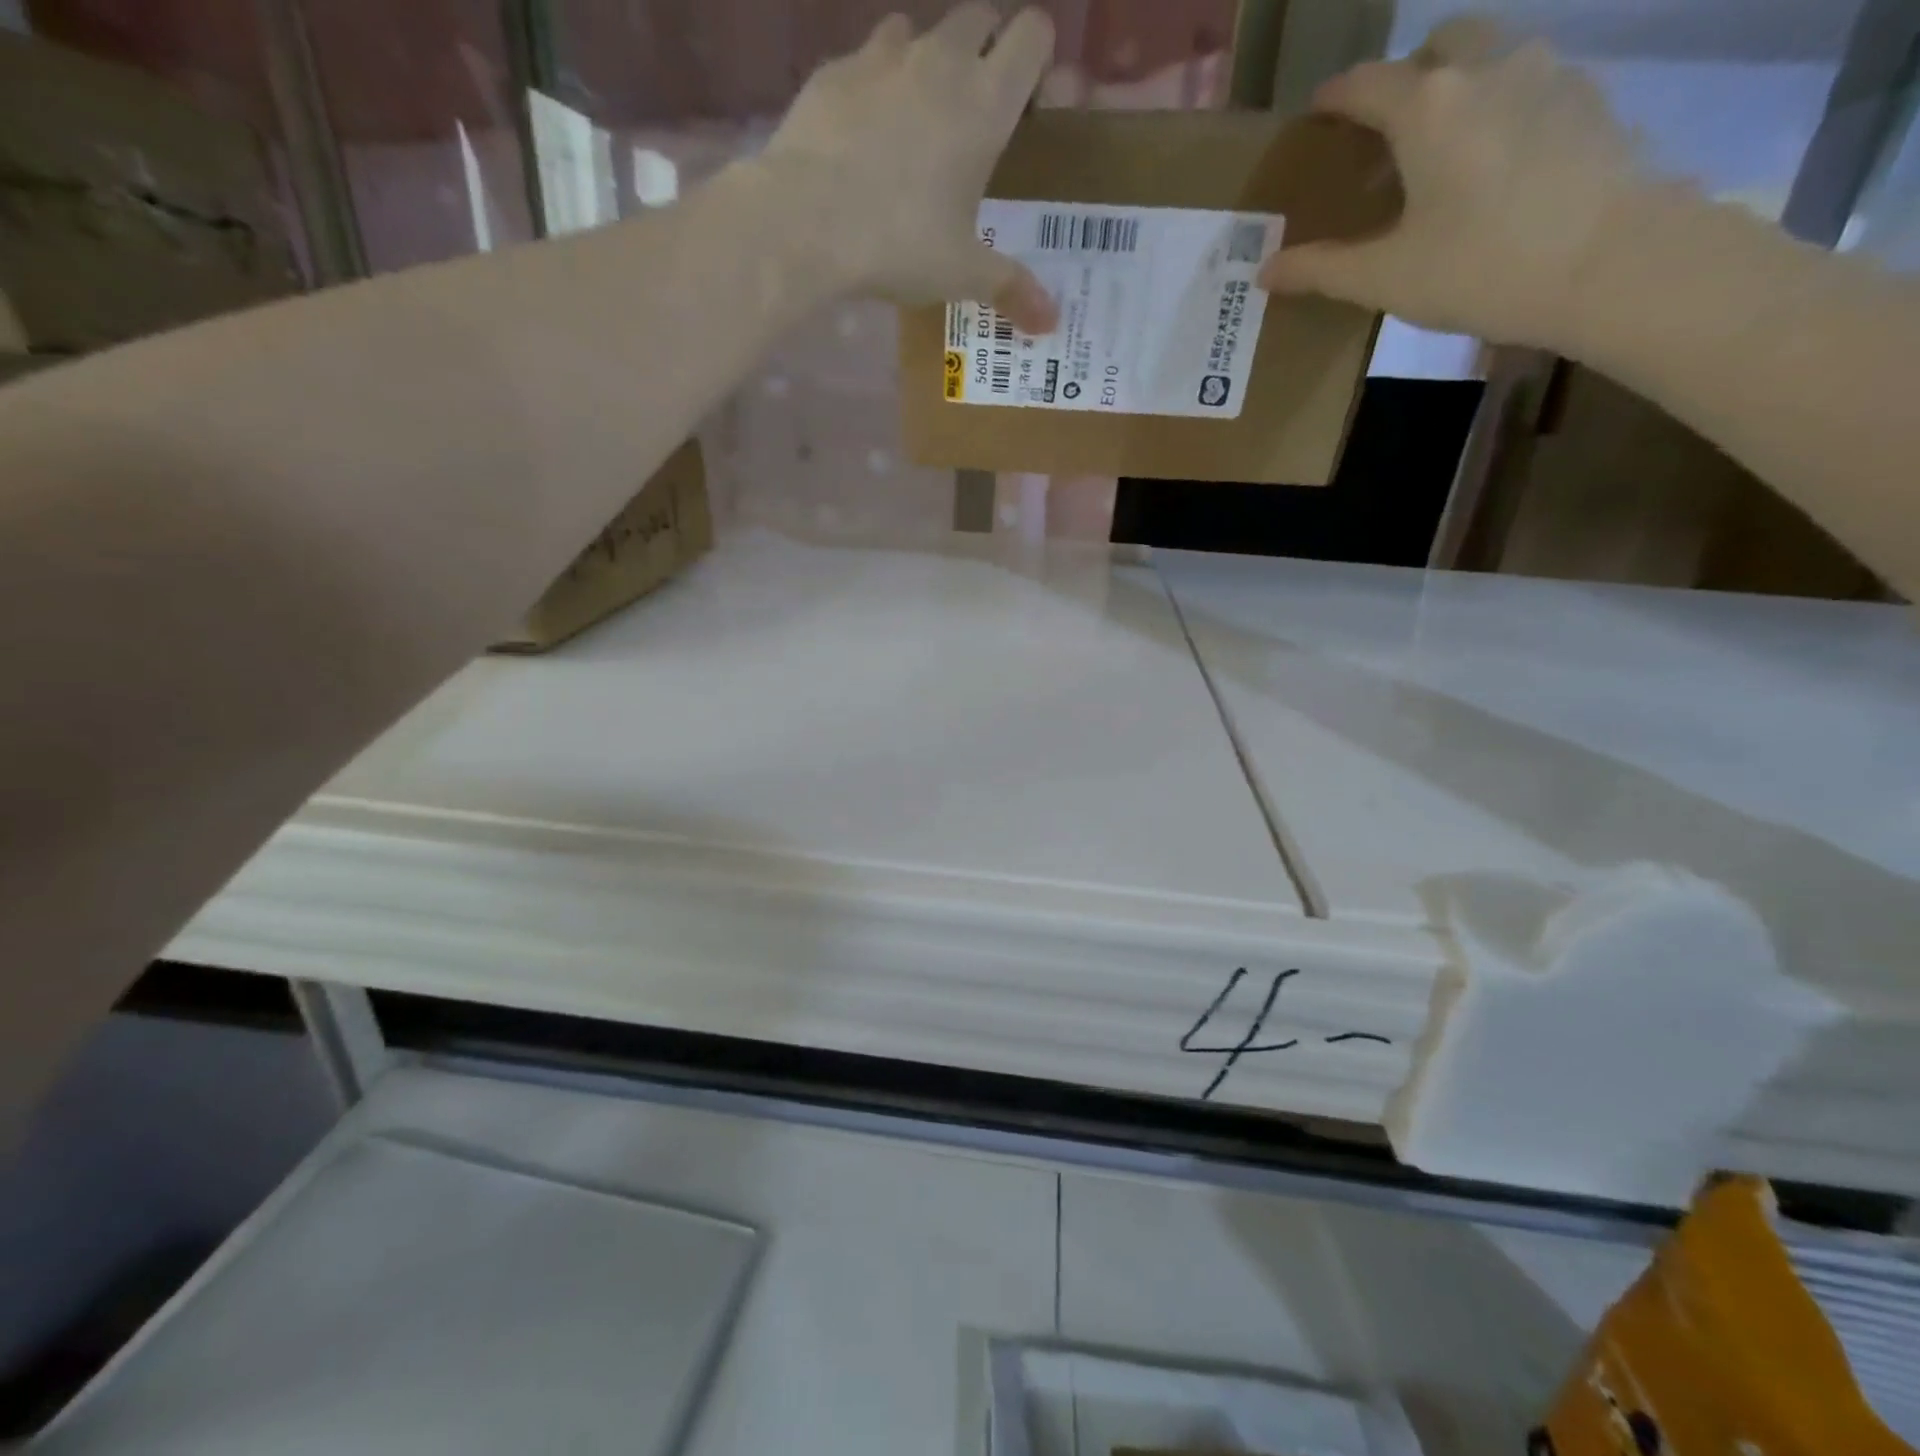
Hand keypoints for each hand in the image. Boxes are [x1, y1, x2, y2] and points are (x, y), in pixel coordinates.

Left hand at [760, 5, 1059, 334]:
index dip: (1038, 60)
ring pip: (921, 29)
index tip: (1029, 105)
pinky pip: (867, 59)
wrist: (805, 223)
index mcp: (984, 103)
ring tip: (919, 119)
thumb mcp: (962, 274)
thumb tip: (1052, 323)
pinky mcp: (834, 71)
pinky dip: (876, 83)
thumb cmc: (899, 245)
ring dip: (929, 59)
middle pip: (980, 16)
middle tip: (977, 114)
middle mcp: (940, 61)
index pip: (1033, 35)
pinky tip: (866, 132)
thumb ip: (1011, 288)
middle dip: (987, 50)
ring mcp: (882, 58)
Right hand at [1259, 18, 1645, 348]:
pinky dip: (1498, 109)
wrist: (1610, 263)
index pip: (1365, 83)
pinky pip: (1528, 84)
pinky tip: (1491, 167)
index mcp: (1428, 106)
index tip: (1316, 117)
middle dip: (1405, 78)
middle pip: (1438, 47)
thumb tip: (1266, 271)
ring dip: (1456, 89)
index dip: (1333, 99)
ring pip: (1490, 56)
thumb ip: (1320, 269)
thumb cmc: (1480, 268)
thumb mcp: (1385, 278)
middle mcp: (1488, 67)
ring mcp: (1548, 73)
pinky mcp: (1588, 98)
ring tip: (1438, 154)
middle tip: (1385, 135)